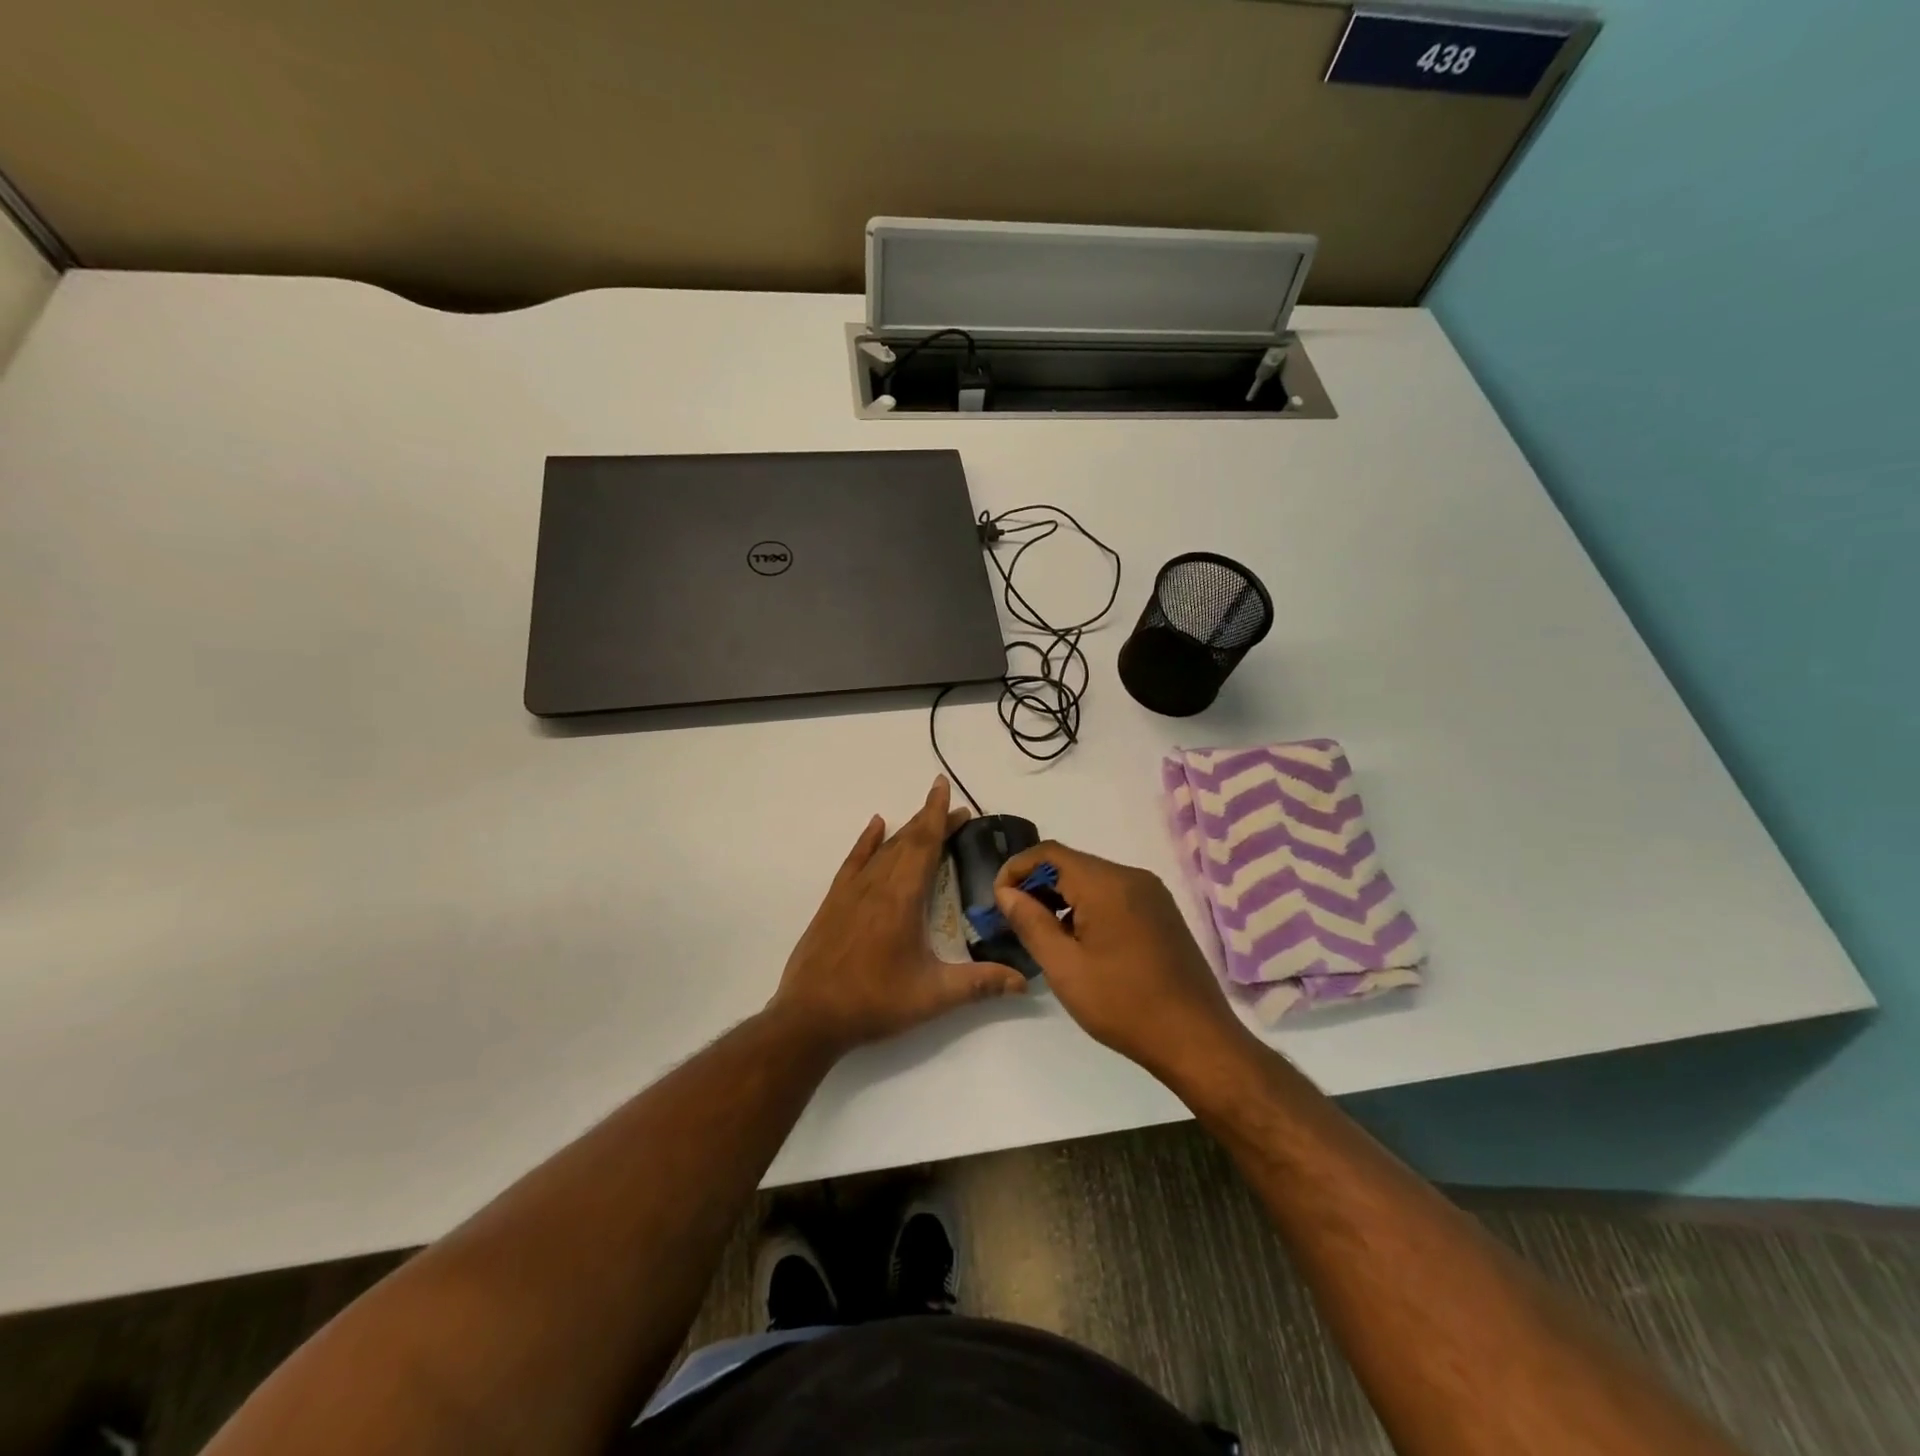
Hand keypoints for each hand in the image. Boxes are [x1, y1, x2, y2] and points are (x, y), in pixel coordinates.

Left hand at [769, 776, 1026, 1057]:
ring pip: (884, 849)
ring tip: (926, 818)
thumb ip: (980, 984)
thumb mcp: (933, 996)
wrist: (810, 1016)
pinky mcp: (834, 902)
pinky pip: (854, 861)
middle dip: (931, 822)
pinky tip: (876, 825)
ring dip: (907, 830)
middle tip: (956, 812)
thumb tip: (1025, 981)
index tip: (944, 786)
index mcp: (902, 898)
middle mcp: (877, 885)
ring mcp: (851, 891)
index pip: (925, 844)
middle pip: (908, 841)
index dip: (938, 814)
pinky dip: (867, 841)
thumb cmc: (875, 1002)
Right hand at [993, 841, 1254, 1084]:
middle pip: (1073, 864)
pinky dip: (1088, 906)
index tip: (998, 899)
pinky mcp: (1162, 912)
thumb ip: (1031, 922)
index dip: (1016, 869)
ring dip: (1063, 896)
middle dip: (1038, 884)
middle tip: (1015, 919)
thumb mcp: (1064, 967)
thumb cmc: (1123, 1004)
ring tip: (1044, 934)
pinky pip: (1115, 894)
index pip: (1049, 853)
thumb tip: (1007, 892)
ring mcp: (1152, 894)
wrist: (1196, 1039)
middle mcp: (1132, 877)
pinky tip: (1080, 941)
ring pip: (1093, 879)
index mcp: (1107, 884)